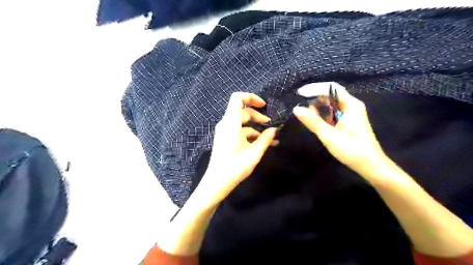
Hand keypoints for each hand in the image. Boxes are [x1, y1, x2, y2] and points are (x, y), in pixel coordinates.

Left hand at [196, 93, 277, 208]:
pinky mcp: (225, 138)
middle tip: (271, 126)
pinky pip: (239, 131)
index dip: (251, 97)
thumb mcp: (254, 153)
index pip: (237, 98)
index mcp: (231, 123)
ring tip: (271, 137)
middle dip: (258, 116)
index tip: (264, 106)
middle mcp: (226, 124)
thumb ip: (265, 139)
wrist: (217, 182)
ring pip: (242, 122)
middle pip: (243, 111)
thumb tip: (275, 130)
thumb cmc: (235, 167)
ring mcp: (225, 131)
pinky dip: (250, 134)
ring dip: (256, 127)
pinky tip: (262, 143)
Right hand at [292, 87, 387, 177]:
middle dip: (314, 98)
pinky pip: (332, 113)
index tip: (299, 93)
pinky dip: (321, 114)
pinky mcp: (346, 122)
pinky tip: (313, 120)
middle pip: (330, 95)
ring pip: (330, 105)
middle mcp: (351, 106)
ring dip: (317, 107)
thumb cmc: (352, 150)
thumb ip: (313, 121)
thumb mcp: (329, 135)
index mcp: (351, 105)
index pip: (331, 88)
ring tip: (304, 112)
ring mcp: (349, 114)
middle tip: (299, 104)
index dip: (314, 88)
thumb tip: (296, 108)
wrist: (370, 166)